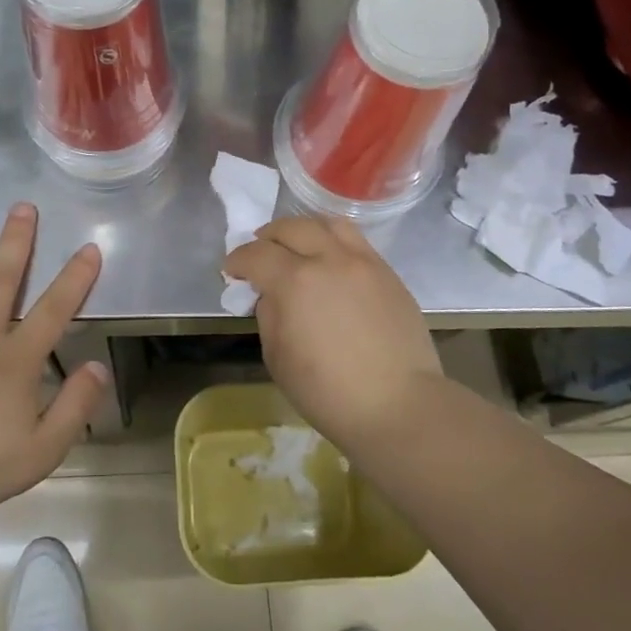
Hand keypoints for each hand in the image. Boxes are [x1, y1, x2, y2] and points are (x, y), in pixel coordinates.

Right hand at [224, 216, 441, 451]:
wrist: (398, 406)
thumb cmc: (328, 392)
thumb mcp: (277, 357)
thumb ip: (269, 314)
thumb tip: (273, 295)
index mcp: (295, 281)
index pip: (256, 254)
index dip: (237, 260)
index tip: (231, 271)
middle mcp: (329, 259)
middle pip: (291, 228)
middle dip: (267, 237)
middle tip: (260, 254)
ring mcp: (363, 262)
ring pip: (327, 224)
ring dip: (303, 230)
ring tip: (297, 247)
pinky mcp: (388, 273)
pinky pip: (355, 242)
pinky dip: (333, 242)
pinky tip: (330, 263)